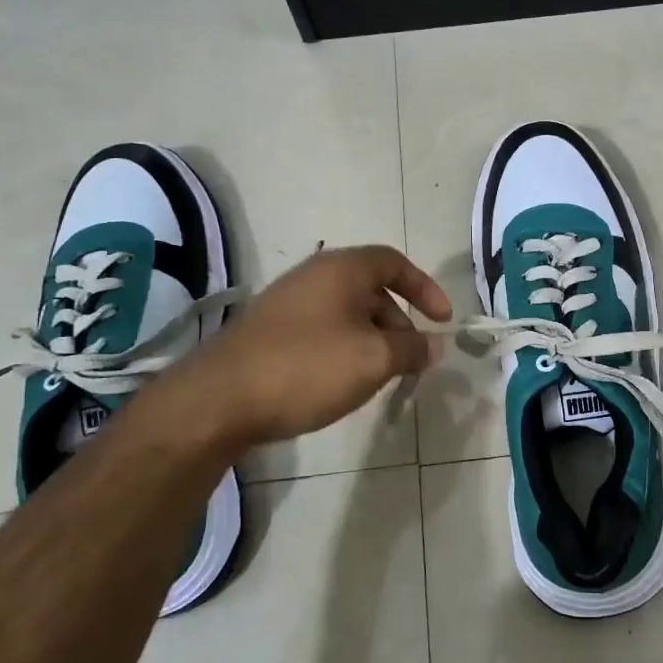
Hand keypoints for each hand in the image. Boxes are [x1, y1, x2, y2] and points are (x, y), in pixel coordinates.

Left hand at [157, 246, 450, 448]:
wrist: (219, 400)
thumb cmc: (307, 367)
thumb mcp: (373, 359)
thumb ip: (411, 349)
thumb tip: (435, 345)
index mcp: (341, 269)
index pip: (394, 262)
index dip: (425, 288)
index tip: (443, 320)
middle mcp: (314, 277)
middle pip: (371, 289)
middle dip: (400, 321)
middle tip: (412, 358)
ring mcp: (287, 304)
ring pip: (346, 313)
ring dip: (373, 339)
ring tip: (381, 376)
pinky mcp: (270, 332)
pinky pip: (322, 330)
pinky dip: (345, 349)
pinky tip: (343, 382)